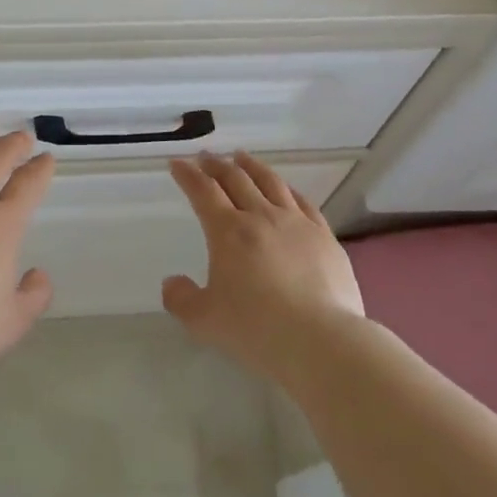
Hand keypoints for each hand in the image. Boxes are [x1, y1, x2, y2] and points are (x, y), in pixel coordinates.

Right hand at [164, 152, 364, 381]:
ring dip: (252, 167)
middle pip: (236, 180)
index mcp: (228, 232)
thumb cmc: (256, 329)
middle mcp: (261, 217)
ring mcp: (296, 223)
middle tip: (206, 157)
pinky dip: (287, 189)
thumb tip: (172, 282)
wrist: (320, 339)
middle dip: (217, 165)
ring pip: (270, 183)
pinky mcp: (324, 236)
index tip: (178, 163)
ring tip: (242, 157)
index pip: (203, 192)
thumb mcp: (205, 320)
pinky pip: (303, 202)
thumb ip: (182, 299)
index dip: (188, 175)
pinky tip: (286, 189)